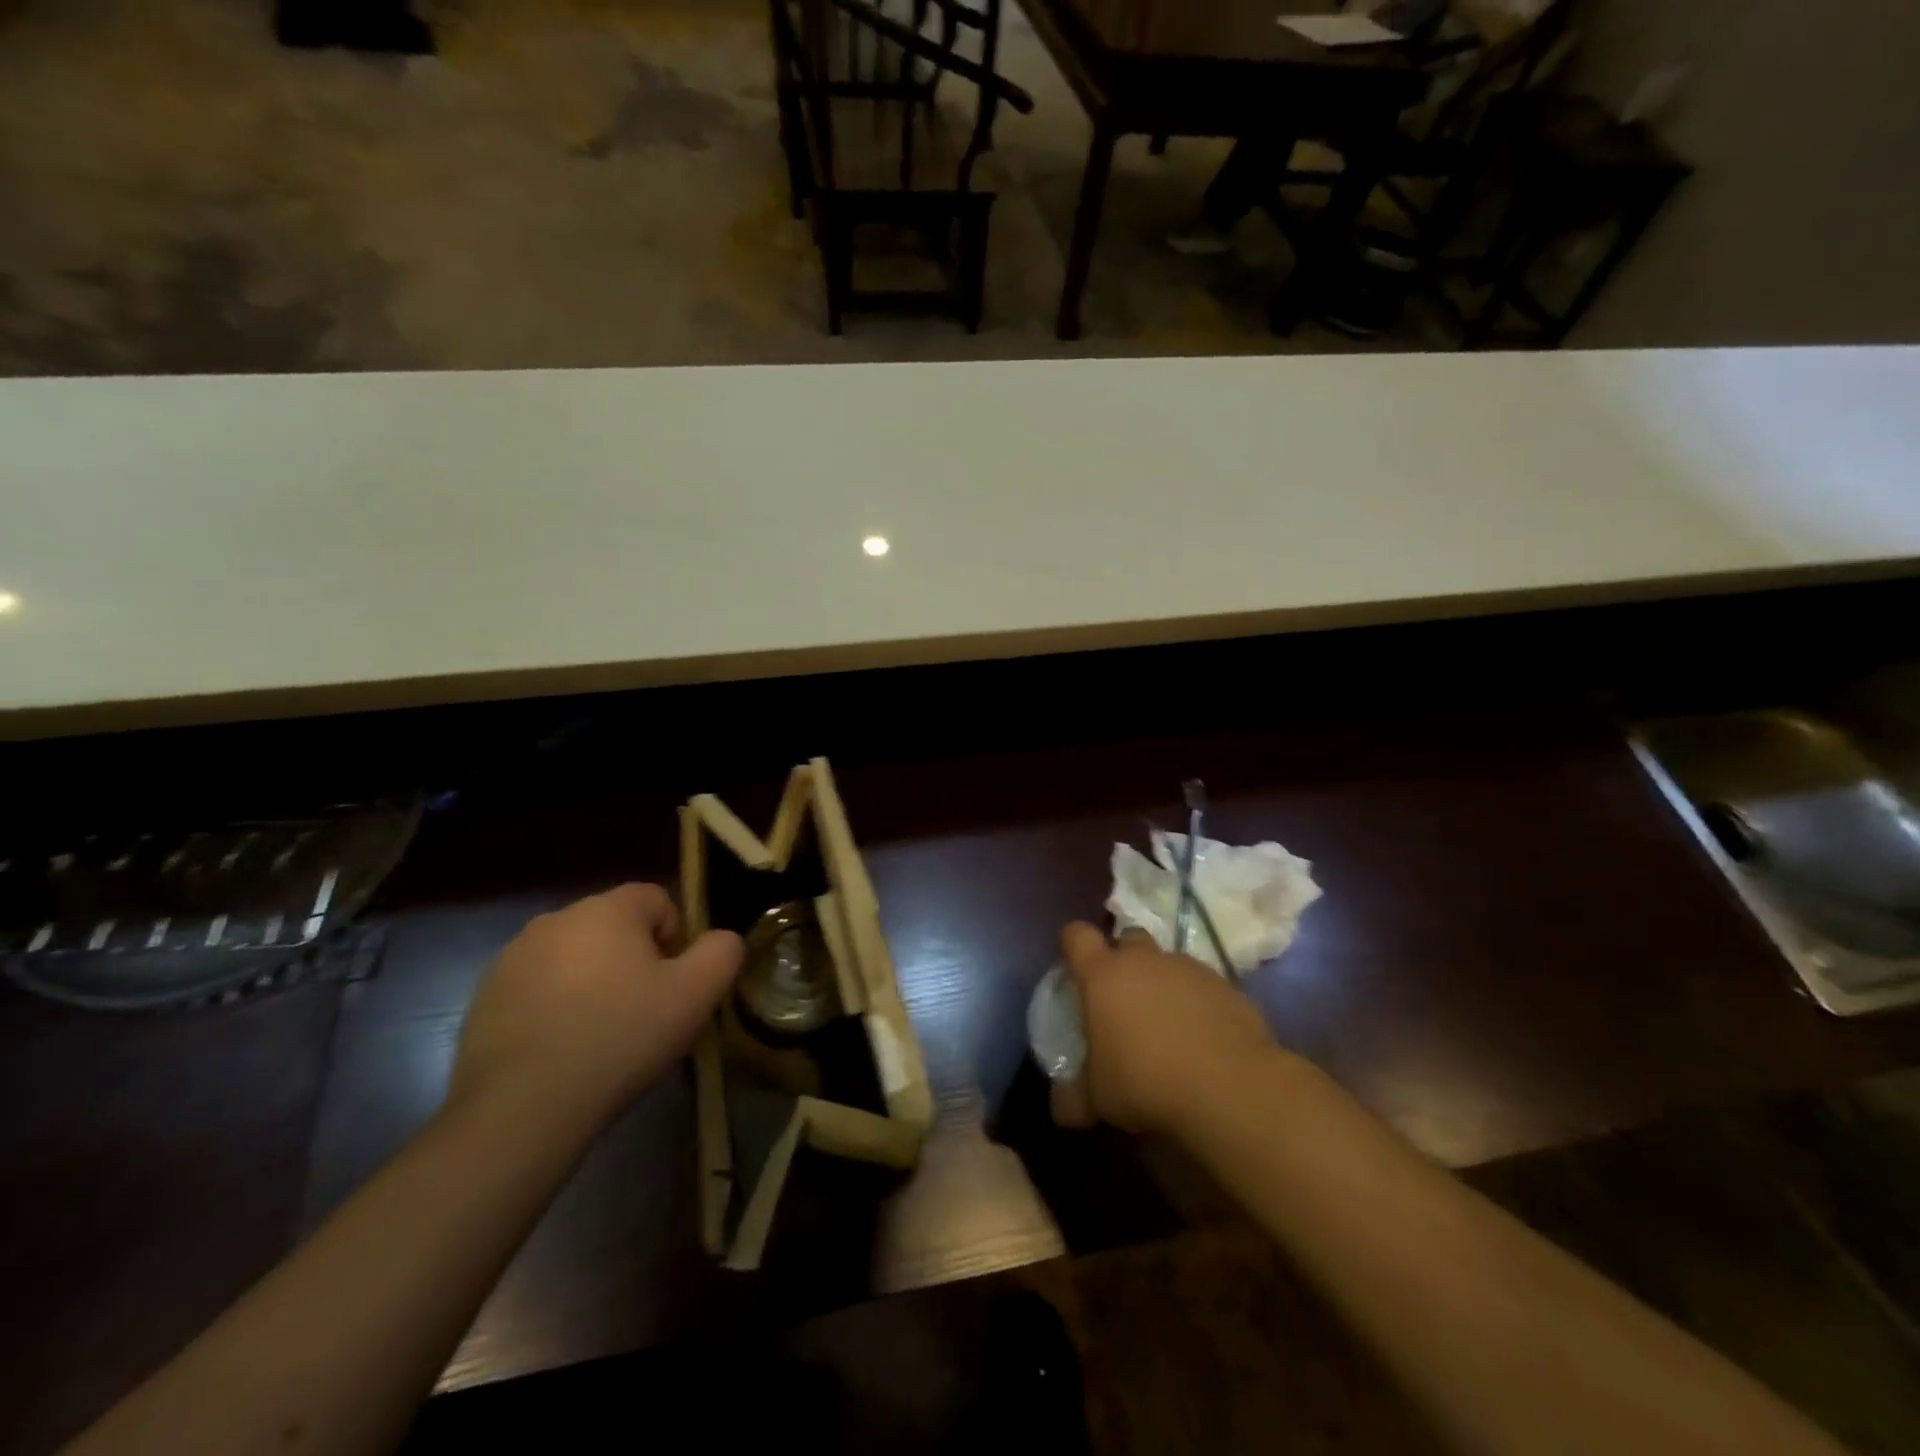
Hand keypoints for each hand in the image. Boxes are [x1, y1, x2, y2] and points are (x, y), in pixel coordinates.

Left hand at [448, 884, 742, 1133]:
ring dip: (593, 982)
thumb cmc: (621, 1038)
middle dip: (633, 960)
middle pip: (613, 927)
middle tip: (644, 1010)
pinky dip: (555, 1007)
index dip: (676, 937)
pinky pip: (537, 988)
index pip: (656, 899)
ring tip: (601, 1034)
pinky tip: (562, 1049)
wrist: (522, 1110)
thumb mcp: (696, 995)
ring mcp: (512, 958)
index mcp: (606, 909)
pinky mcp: (483, 998)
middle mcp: (555, 919)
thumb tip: (721, 939)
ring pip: (574, 957)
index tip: (674, 984)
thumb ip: (722, 952)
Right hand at [1052, 922, 1280, 1134]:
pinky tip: (1202, 1038)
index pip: (1078, 936)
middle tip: (1123, 997)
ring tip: (1167, 1024)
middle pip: (1128, 937)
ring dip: (1163, 982)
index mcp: (1104, 976)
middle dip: (1124, 958)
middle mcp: (1145, 961)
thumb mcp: (1098, 1099)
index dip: (1073, 943)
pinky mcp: (1227, 986)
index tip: (1074, 964)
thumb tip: (1061, 1108)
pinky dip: (1198, 1002)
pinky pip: (1203, 985)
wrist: (1230, 1087)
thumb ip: (1074, 1097)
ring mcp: (1189, 969)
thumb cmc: (1146, 1083)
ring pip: (1169, 962)